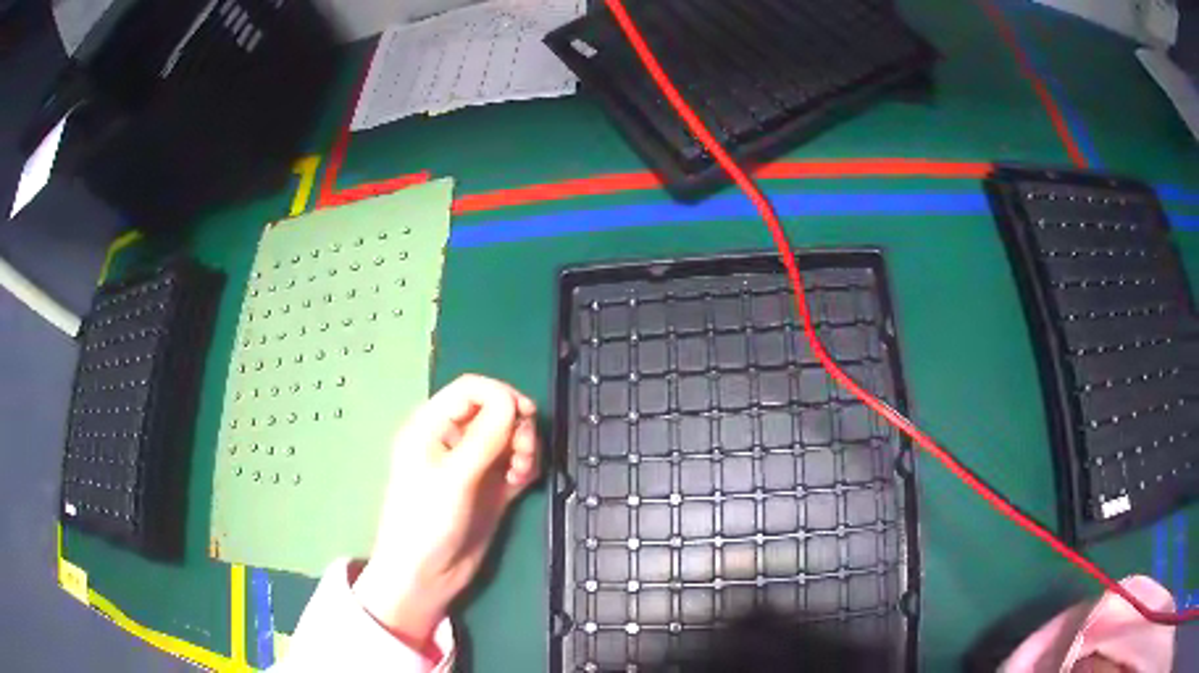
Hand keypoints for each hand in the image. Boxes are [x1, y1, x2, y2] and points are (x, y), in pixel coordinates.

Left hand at [352, 375, 540, 648]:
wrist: (426, 576)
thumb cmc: (426, 522)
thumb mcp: (453, 478)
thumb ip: (484, 437)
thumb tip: (513, 401)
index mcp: (432, 426)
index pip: (472, 390)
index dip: (501, 395)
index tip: (525, 414)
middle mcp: (454, 440)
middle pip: (496, 410)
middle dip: (516, 424)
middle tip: (523, 452)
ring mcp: (473, 464)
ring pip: (510, 436)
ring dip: (524, 446)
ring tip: (521, 471)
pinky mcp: (490, 487)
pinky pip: (516, 462)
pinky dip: (525, 465)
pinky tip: (521, 481)